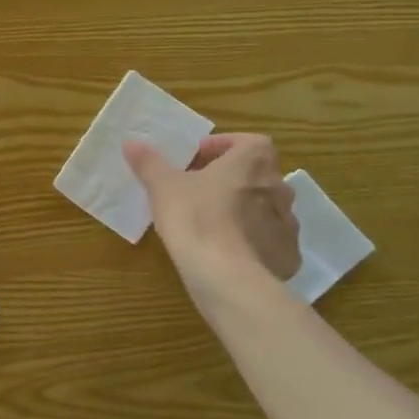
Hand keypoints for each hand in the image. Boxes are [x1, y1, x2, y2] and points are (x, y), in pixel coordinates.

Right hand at [124, 134, 301, 291]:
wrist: (227, 276)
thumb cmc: (195, 218)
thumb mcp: (163, 187)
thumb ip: (149, 163)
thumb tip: (131, 142)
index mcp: (252, 162)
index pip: (250, 142)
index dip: (225, 145)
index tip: (201, 157)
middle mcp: (278, 187)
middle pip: (258, 174)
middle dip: (233, 178)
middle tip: (202, 189)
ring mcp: (288, 223)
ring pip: (267, 207)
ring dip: (245, 208)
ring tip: (214, 222)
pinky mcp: (288, 255)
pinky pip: (271, 240)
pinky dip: (254, 240)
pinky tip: (230, 251)